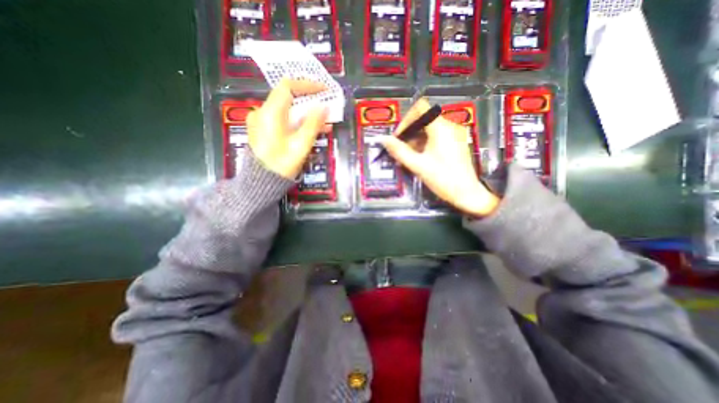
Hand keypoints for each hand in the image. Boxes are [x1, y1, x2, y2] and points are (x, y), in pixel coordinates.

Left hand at [245, 79, 326, 178]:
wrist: (261, 183)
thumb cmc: (282, 165)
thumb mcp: (301, 145)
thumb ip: (313, 124)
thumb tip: (323, 107)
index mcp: (270, 113)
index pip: (288, 86)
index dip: (308, 85)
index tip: (324, 91)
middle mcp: (262, 112)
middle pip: (288, 98)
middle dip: (310, 102)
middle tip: (327, 109)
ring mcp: (261, 121)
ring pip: (287, 110)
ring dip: (306, 114)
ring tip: (324, 123)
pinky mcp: (262, 130)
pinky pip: (282, 120)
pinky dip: (297, 122)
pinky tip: (310, 131)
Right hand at [382, 97, 501, 216]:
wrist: (466, 193)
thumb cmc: (442, 179)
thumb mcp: (417, 165)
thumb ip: (399, 151)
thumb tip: (384, 140)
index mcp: (441, 127)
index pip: (420, 108)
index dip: (406, 119)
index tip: (398, 137)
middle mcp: (450, 125)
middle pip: (424, 118)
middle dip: (410, 132)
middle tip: (401, 149)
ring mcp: (455, 133)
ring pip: (430, 128)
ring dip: (416, 139)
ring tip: (409, 156)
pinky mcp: (456, 141)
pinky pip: (437, 135)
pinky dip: (425, 142)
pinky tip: (420, 157)